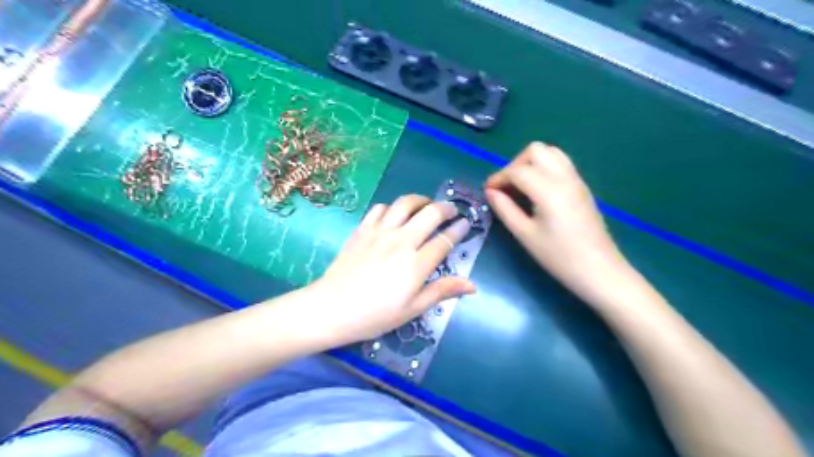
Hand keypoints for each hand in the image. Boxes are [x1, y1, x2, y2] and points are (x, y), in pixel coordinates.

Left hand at [308, 193, 474, 345]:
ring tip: (426, 204)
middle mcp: (401, 241)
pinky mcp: (362, 229)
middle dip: (446, 208)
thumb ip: (442, 291)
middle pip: (430, 213)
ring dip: (420, 200)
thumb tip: (472, 285)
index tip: (465, 224)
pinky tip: (394, 214)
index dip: (459, 229)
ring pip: (405, 203)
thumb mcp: (412, 309)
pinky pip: (380, 208)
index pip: (444, 240)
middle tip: (451, 210)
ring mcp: (380, 232)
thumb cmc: (375, 315)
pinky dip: (392, 207)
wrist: (332, 308)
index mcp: (416, 263)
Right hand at [485, 143, 624, 302]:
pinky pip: (561, 164)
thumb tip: (491, 192)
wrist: (600, 270)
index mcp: (549, 190)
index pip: (517, 170)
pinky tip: (537, 191)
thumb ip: (505, 209)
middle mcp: (564, 177)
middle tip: (506, 187)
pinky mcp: (582, 187)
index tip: (488, 192)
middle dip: (515, 164)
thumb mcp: (525, 235)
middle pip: (536, 150)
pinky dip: (544, 168)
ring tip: (520, 187)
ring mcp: (576, 180)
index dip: (498, 178)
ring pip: (551, 153)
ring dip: (531, 163)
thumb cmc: (559, 257)